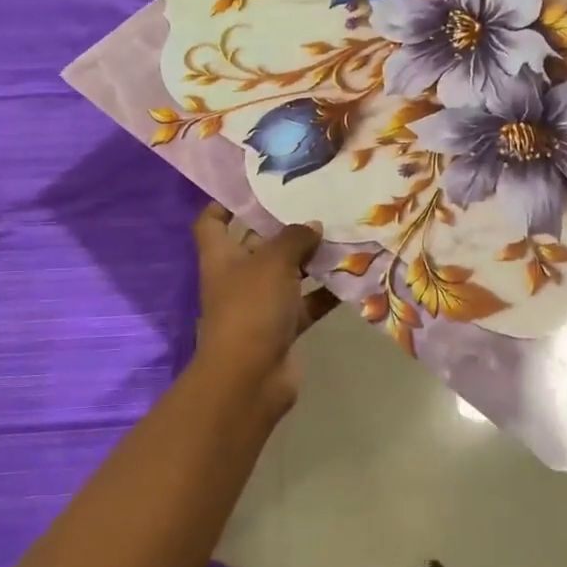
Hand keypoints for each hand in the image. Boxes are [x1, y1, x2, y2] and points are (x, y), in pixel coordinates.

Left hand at [190, 204, 331, 415]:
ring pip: (287, 274)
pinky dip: (326, 292)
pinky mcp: (283, 327)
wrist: (250, 378)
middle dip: (284, 227)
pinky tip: (353, 275)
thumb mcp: (273, 262)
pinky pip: (307, 303)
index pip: (212, 221)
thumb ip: (294, 238)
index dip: (226, 203)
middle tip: (317, 204)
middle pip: (257, 244)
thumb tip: (312, 225)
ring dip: (311, 259)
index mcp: (221, 256)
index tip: (256, 188)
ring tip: (342, 234)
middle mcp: (238, 277)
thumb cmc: (251, 308)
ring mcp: (260, 304)